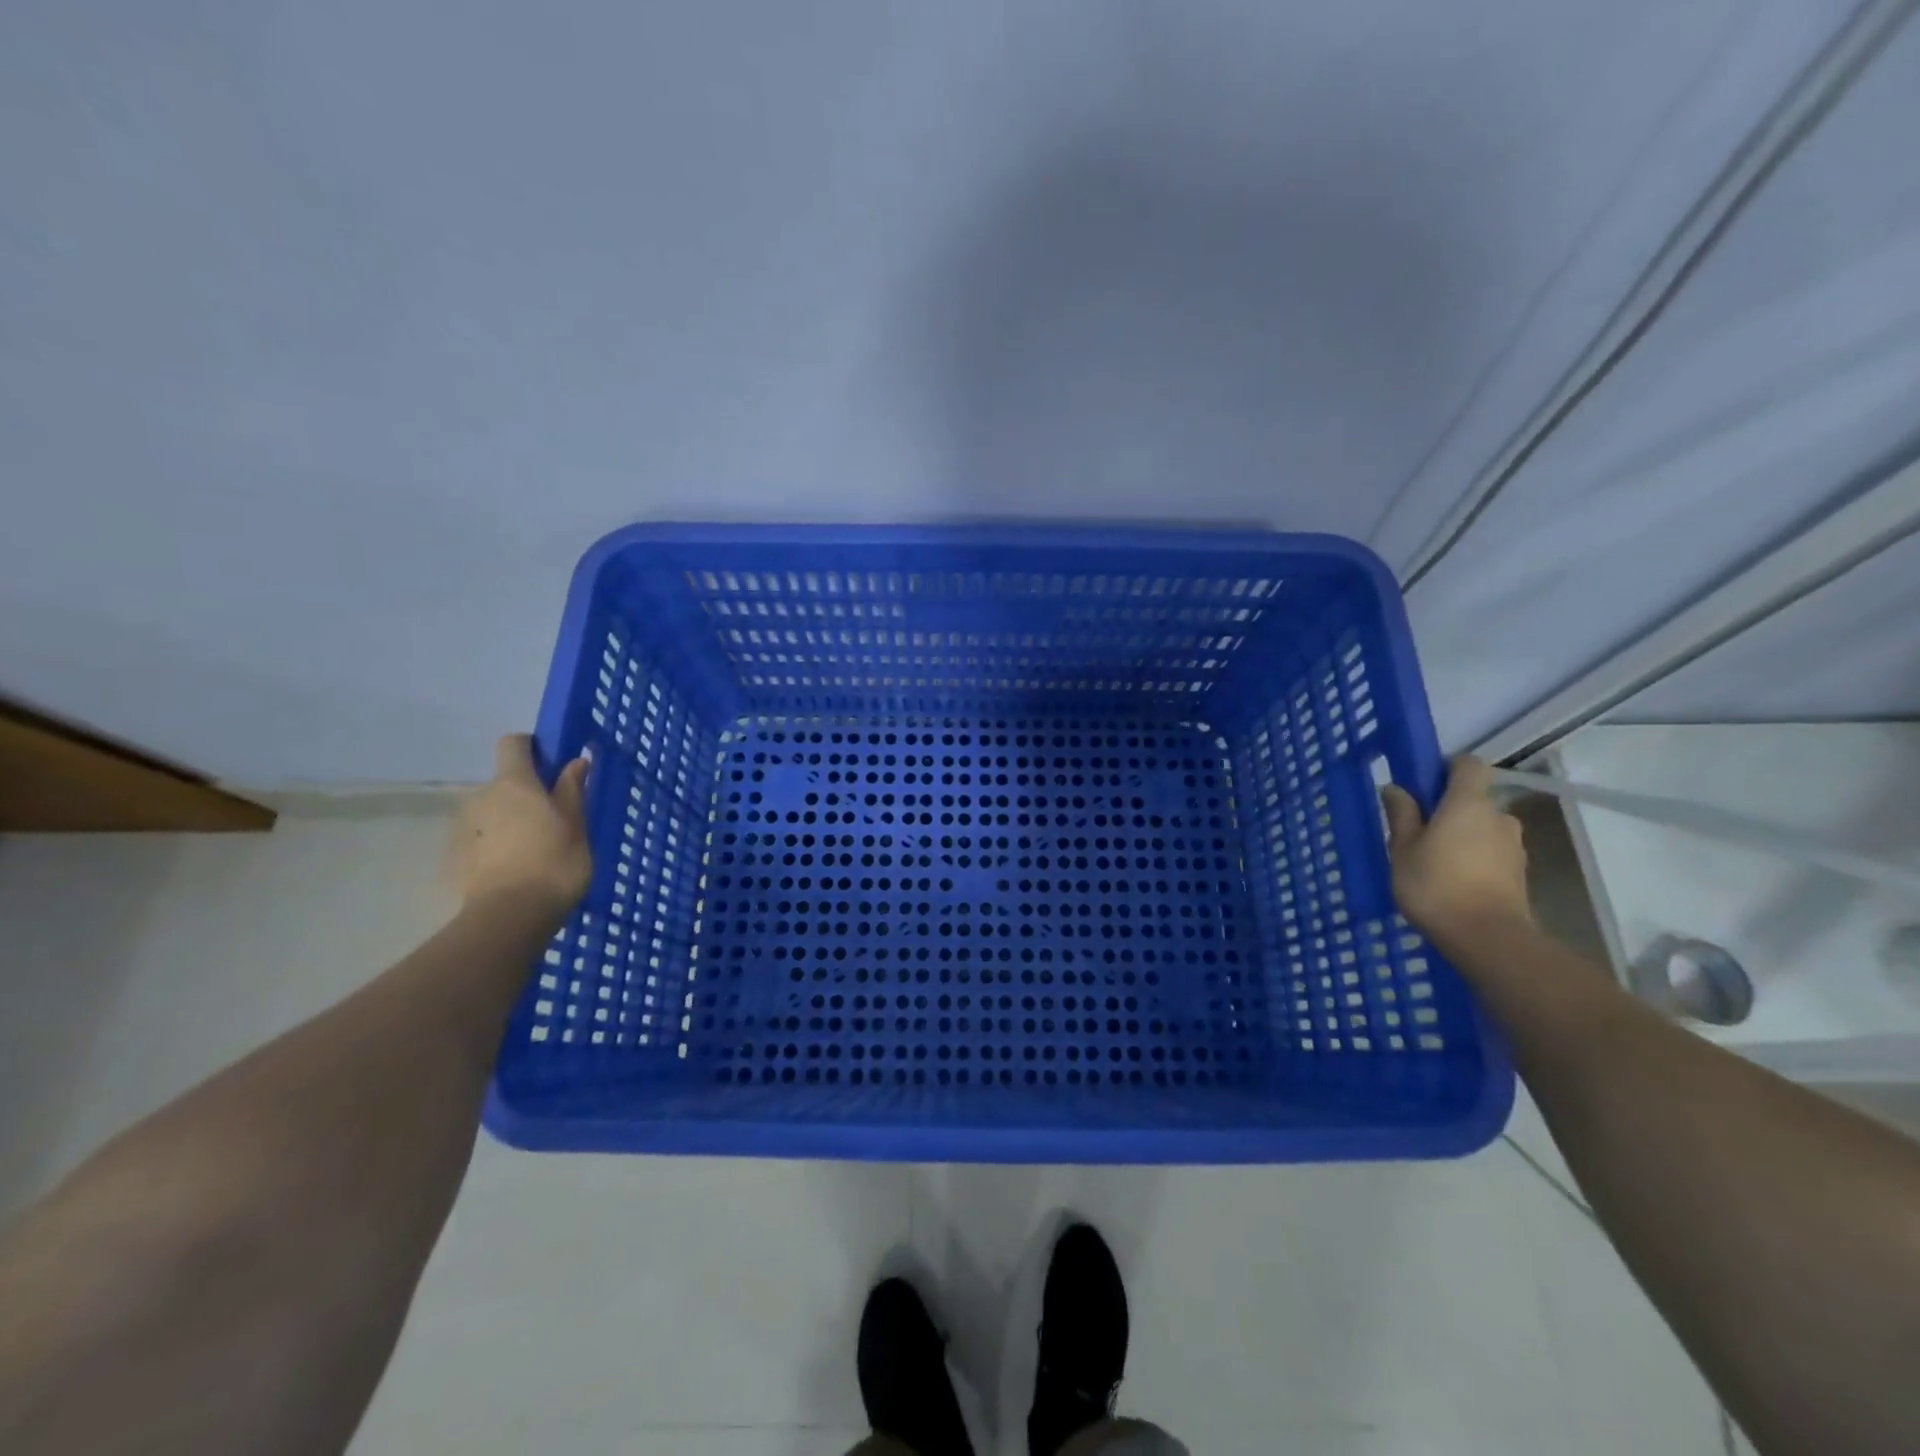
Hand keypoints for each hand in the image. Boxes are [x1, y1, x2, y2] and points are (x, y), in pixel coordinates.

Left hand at [454, 735, 591, 920]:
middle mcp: (482, 797)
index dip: (533, 748)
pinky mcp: (456, 857)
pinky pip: (482, 839)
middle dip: (527, 794)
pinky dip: (498, 846)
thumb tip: (576, 760)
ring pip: (493, 812)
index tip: (553, 764)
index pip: (514, 744)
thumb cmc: (554, 863)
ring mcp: (464, 828)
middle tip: (555, 820)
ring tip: (536, 850)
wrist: (509, 917)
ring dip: (511, 821)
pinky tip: (518, 869)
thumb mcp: (576, 825)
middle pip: (505, 782)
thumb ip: (572, 790)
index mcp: (514, 783)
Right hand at [1380, 755, 1530, 947]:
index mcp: (1468, 803)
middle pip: (1474, 800)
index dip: (1446, 768)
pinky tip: (1454, 882)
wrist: (1487, 938)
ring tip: (1435, 863)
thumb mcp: (1403, 849)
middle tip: (1419, 833)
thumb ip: (1401, 815)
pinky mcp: (1520, 873)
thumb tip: (1396, 788)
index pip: (1467, 765)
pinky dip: (1475, 859)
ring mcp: (1514, 846)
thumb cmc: (1435, 885)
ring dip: (1463, 837)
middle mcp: (1499, 817)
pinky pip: (1492, 853)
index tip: (1423, 785)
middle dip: (1449, 811)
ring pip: (1483, 829)